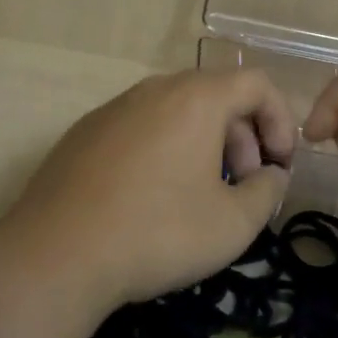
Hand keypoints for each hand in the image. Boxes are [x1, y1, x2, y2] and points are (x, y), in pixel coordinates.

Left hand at [0, 69, 295, 314]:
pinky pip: (142, 126)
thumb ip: (267, 192)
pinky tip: (152, 197)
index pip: (256, 84)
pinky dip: (165, 148)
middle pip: (216, 96)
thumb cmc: (157, 232)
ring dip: (204, 144)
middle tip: (243, 187)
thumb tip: (270, 175)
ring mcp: (116, 106)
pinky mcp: (86, 130)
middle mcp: (155, 89)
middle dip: (243, 138)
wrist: (56, 253)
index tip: (279, 167)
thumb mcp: (233, 224)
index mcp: (196, 98)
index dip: (281, 122)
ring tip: (200, 195)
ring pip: (177, 111)